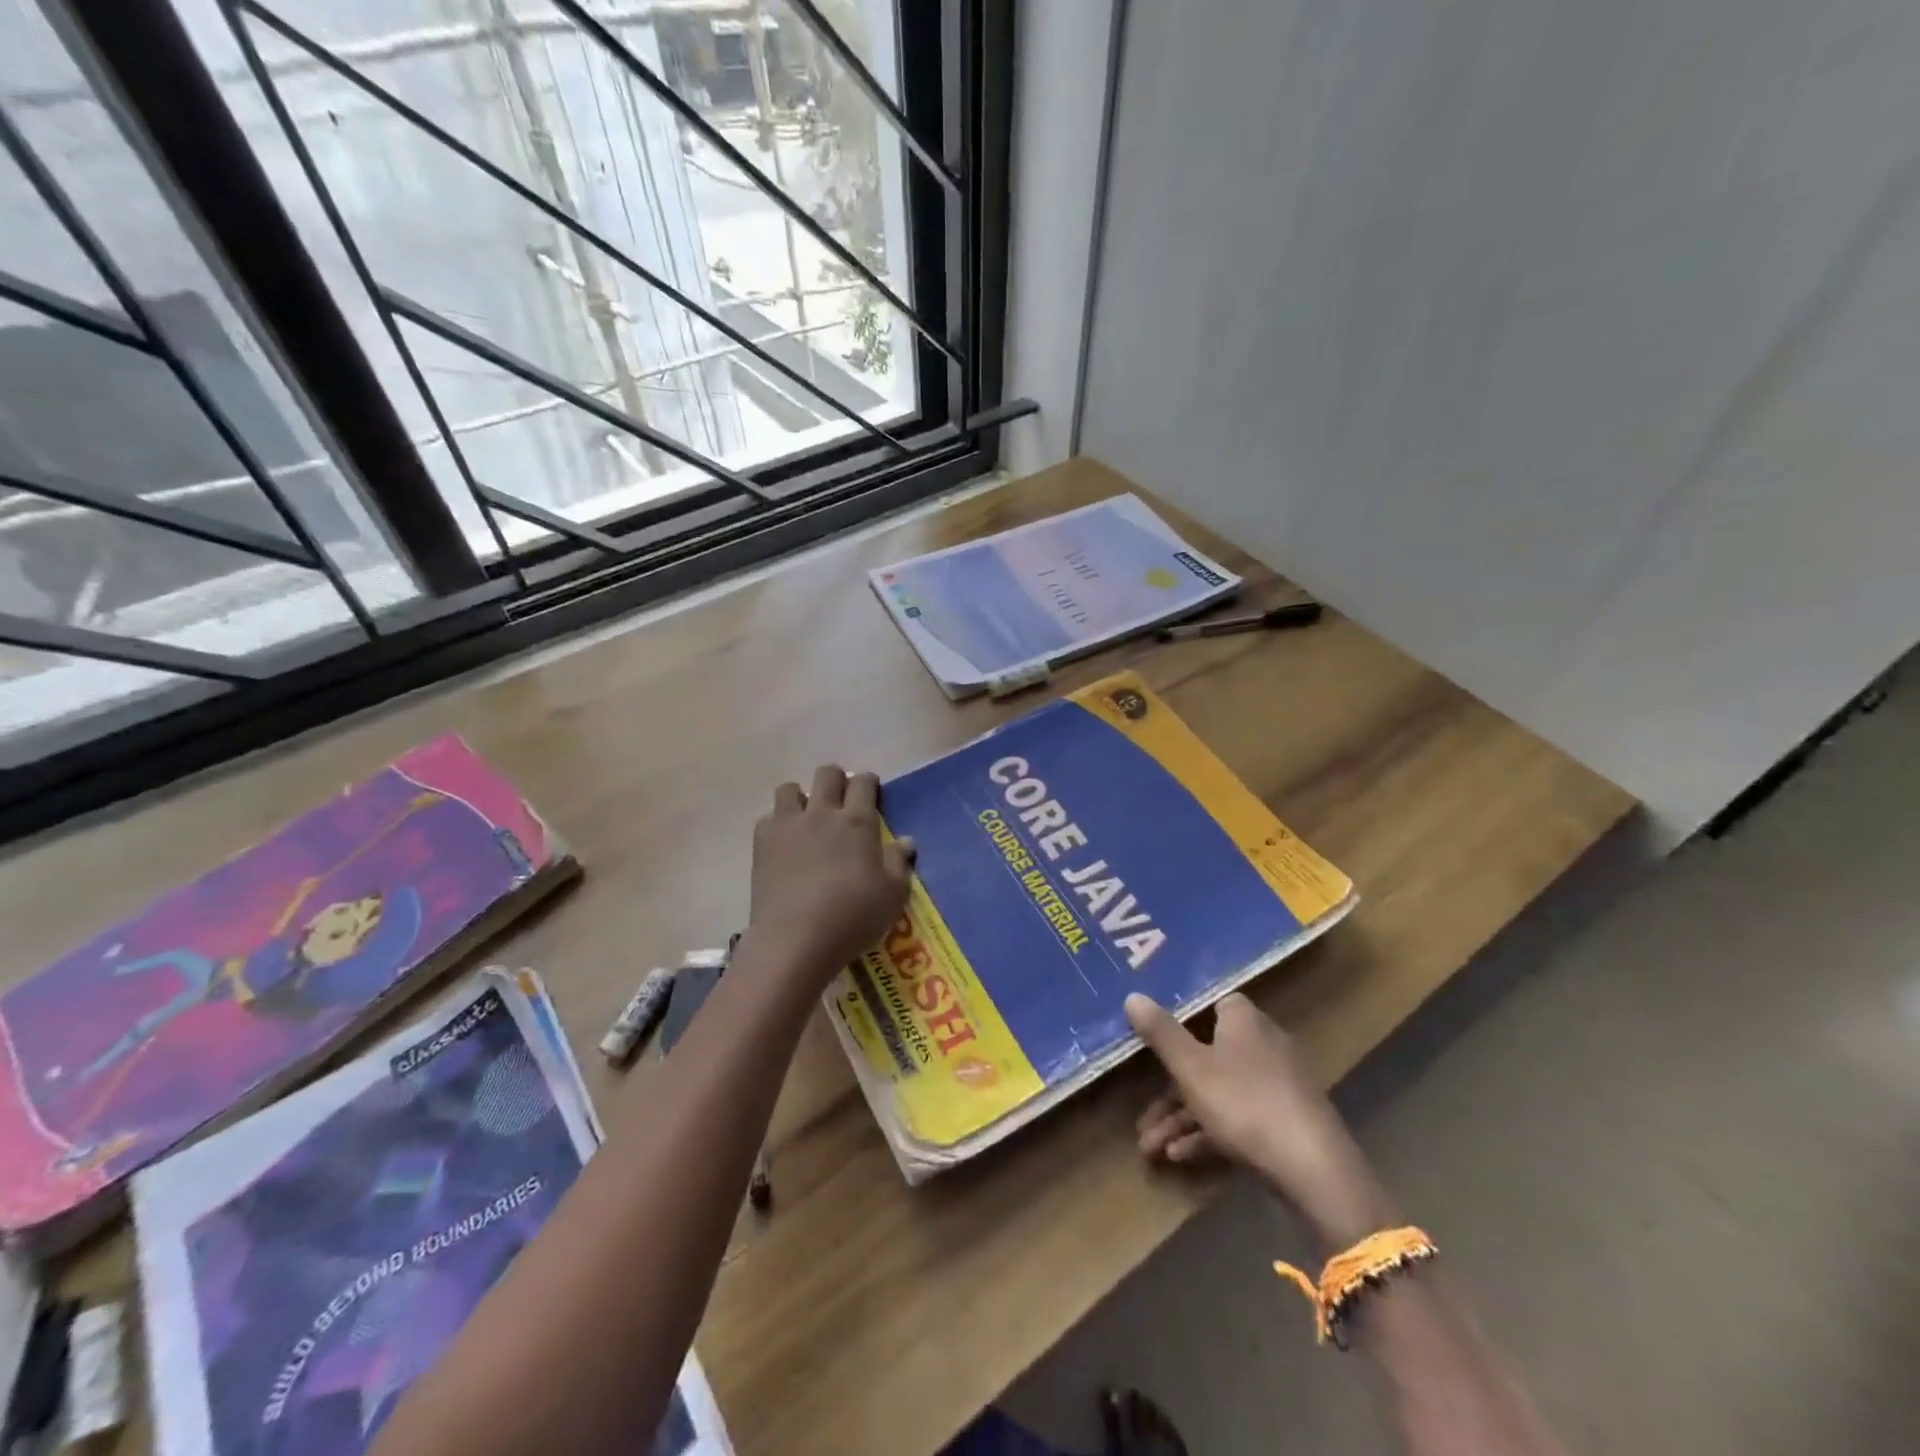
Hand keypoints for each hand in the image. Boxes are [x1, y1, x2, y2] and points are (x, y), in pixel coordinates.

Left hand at [744, 766, 914, 990]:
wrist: (795, 940)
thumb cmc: (853, 917)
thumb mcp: (892, 895)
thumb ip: (899, 863)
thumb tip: (906, 841)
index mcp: (857, 822)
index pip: (863, 783)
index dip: (868, 782)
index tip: (871, 791)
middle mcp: (822, 813)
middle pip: (827, 774)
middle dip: (836, 780)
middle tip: (841, 800)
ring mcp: (788, 826)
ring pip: (790, 789)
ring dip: (800, 796)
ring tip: (807, 817)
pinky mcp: (762, 844)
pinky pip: (768, 817)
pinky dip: (777, 823)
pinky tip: (784, 843)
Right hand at [1126, 991, 1393, 1247]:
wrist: (1314, 1169)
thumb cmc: (1244, 1102)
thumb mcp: (1191, 1067)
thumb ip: (1160, 1033)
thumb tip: (1132, 995)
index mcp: (1243, 1020)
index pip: (1210, 1005)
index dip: (1180, 1018)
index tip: (1152, 1036)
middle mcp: (1262, 1045)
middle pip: (1206, 1056)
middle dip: (1169, 1088)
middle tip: (1142, 1114)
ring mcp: (1275, 1086)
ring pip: (1217, 1093)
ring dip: (1181, 1118)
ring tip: (1150, 1148)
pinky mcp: (1283, 1122)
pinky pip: (1236, 1119)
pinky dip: (1207, 1134)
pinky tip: (1179, 1157)